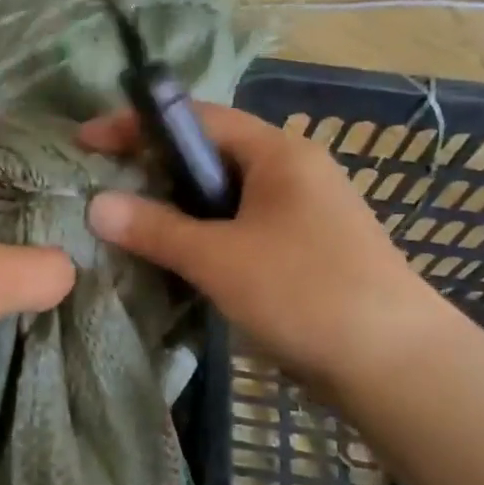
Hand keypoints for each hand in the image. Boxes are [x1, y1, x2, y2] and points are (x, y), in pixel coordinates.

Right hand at [80, 104, 442, 385]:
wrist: (396, 365)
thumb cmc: (305, 292)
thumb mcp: (219, 257)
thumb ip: (155, 228)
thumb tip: (96, 205)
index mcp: (278, 153)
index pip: (197, 119)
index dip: (137, 125)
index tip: (86, 140)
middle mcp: (293, 172)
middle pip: (210, 155)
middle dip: (155, 168)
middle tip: (103, 185)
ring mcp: (302, 213)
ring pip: (223, 198)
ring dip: (177, 208)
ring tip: (129, 224)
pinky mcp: (304, 251)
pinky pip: (240, 229)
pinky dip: (204, 237)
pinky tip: (177, 260)